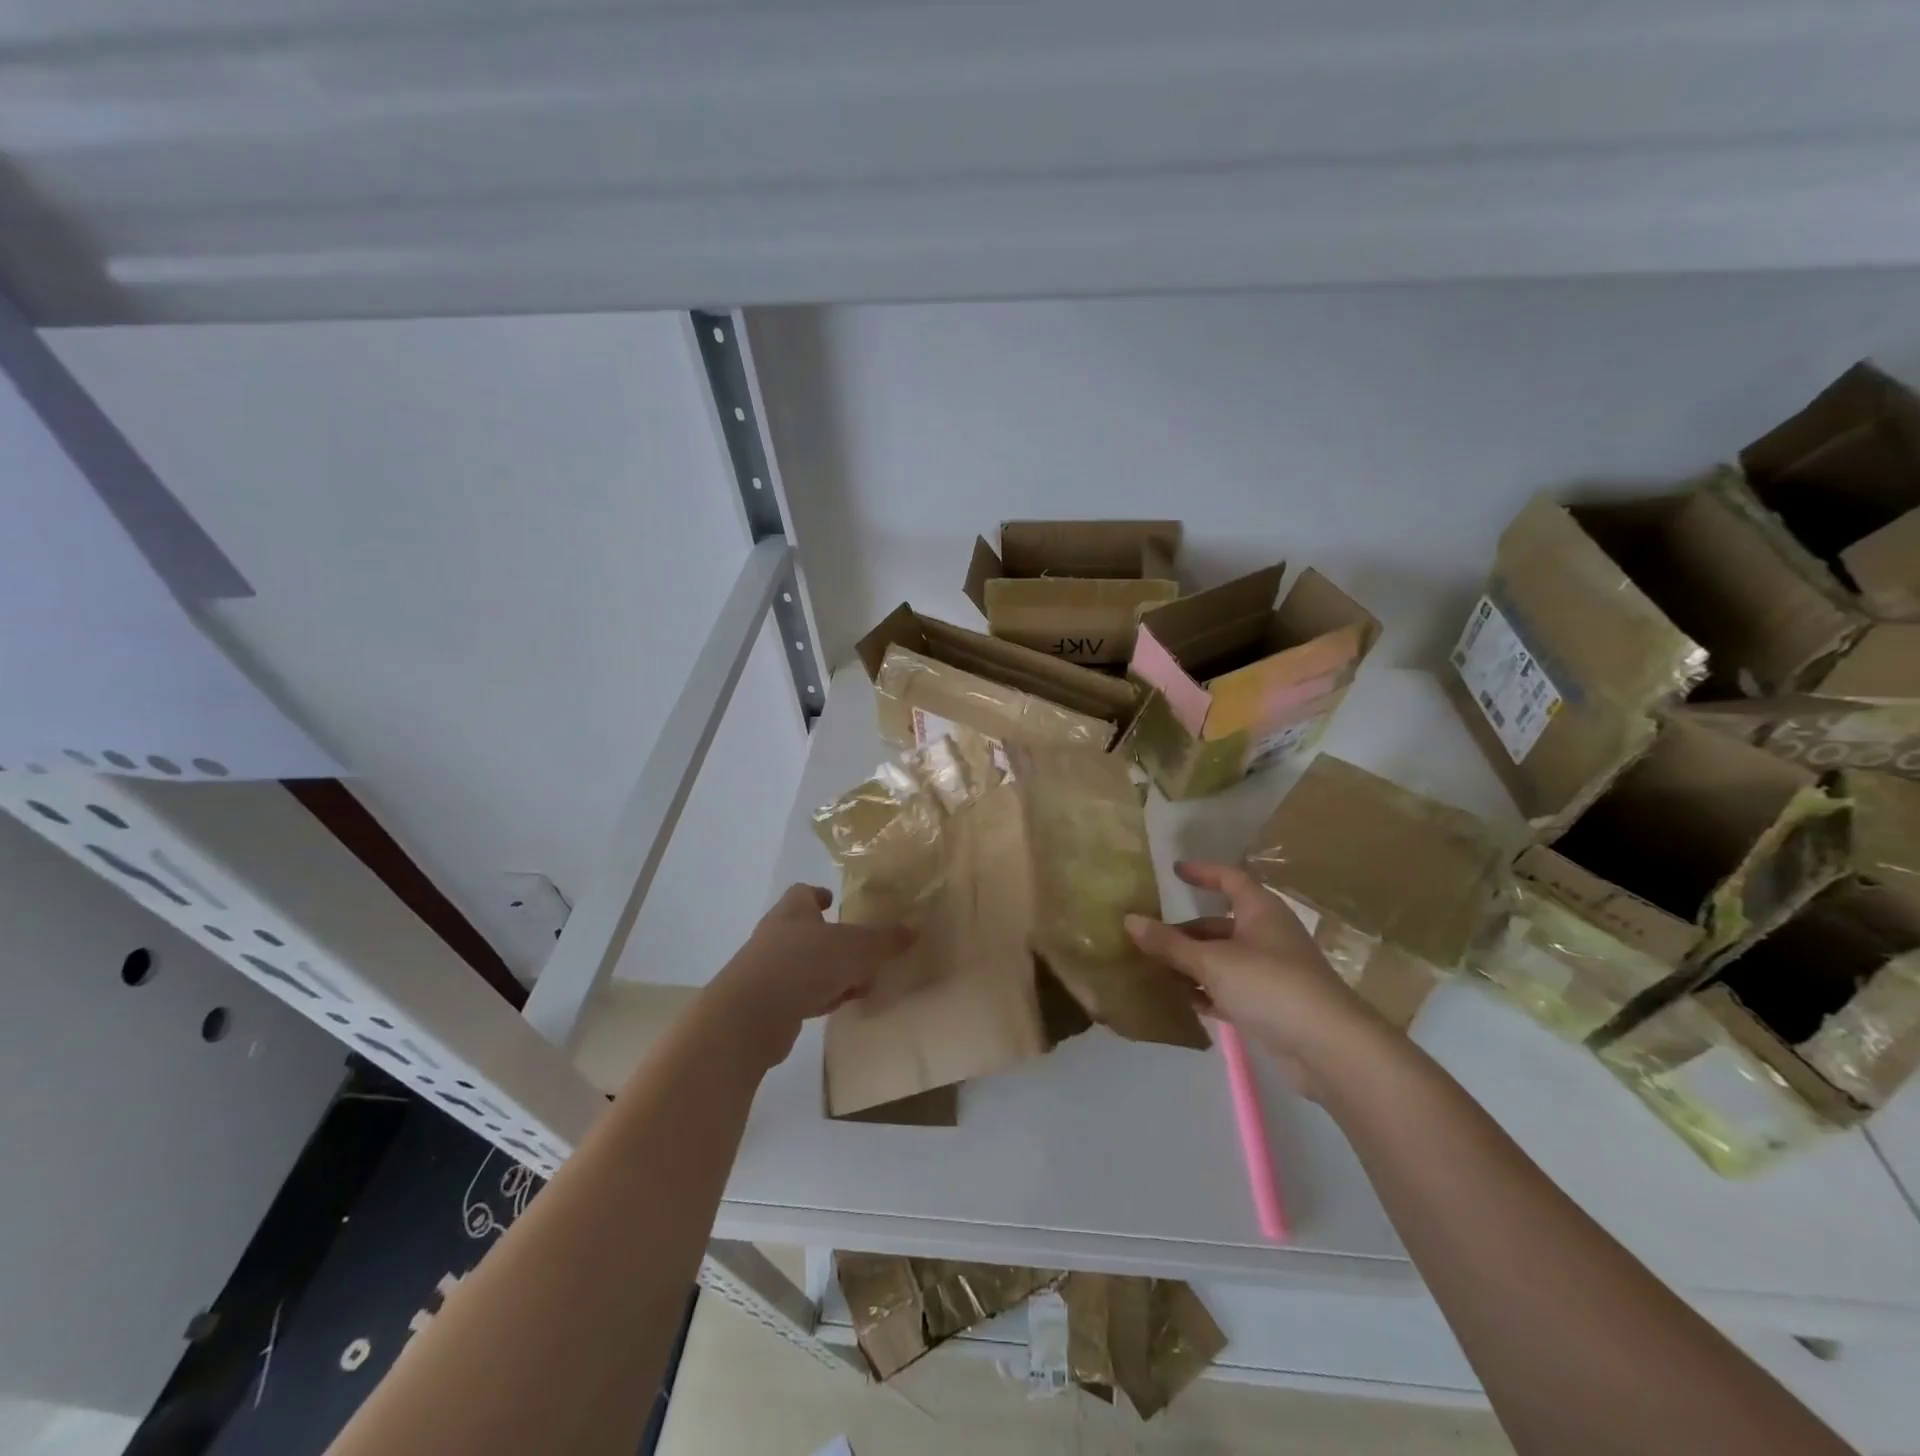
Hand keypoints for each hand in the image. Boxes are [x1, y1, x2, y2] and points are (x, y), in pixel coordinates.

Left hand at [707, 884, 914, 1067]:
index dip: (819, 895)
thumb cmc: (804, 964)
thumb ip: (885, 940)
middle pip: (806, 929)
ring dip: (829, 971)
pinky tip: (836, 1006)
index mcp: (793, 911)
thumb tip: (915, 928)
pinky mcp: (766, 1003)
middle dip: (832, 938)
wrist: (750, 1017)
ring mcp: (767, 970)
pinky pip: (799, 993)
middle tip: (861, 948)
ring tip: (858, 982)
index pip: (803, 892)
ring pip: (805, 964)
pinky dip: (818, 996)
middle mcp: (776, 935)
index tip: (834, 900)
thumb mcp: (856, 948)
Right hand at [1125, 861, 1382, 1097]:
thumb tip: (1129, 920)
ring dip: (1192, 965)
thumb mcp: (1212, 961)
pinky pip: (1231, 990)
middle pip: (1219, 925)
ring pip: (1223, 960)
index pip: (1229, 879)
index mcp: (1260, 912)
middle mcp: (1267, 935)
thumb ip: (1170, 944)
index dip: (1203, 872)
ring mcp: (1271, 972)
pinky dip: (1208, 992)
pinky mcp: (1272, 1006)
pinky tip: (1183, 1002)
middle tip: (1148, 938)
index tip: (1174, 870)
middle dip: (1185, 932)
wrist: (1329, 1048)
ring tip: (1154, 970)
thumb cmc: (1270, 986)